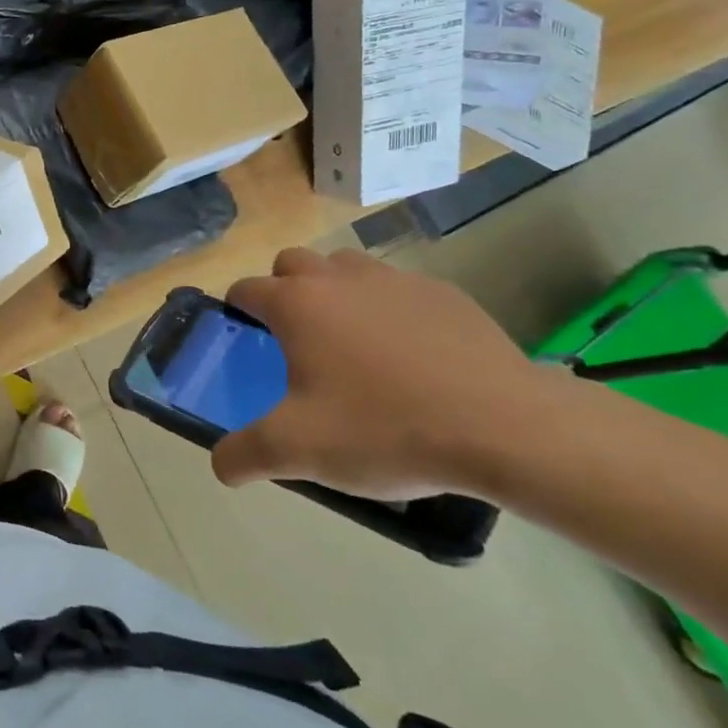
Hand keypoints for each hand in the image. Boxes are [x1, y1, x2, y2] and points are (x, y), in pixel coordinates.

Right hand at [210, 248, 556, 499]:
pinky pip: (398, 288)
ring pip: (346, 267)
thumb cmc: (385, 429)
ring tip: (350, 341)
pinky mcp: (444, 294)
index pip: (245, 289)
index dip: (236, 310)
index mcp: (296, 304)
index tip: (243, 338)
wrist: (506, 427)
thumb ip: (245, 455)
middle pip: (292, 262)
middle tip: (295, 339)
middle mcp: (338, 278)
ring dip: (334, 290)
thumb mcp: (299, 451)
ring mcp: (395, 280)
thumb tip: (220, 465)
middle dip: (283, 289)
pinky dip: (388, 308)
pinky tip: (410, 355)